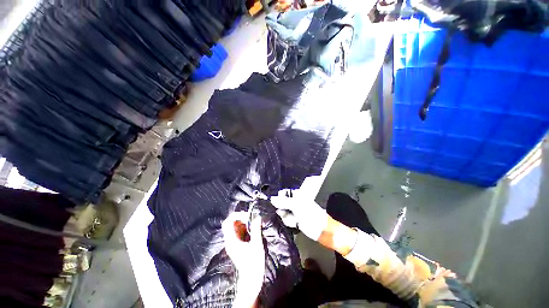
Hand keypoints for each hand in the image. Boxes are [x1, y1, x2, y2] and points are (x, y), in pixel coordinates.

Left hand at [222, 212, 264, 307]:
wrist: (251, 280)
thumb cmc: (254, 263)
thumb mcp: (257, 245)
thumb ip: (256, 230)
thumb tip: (257, 217)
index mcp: (231, 241)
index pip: (228, 222)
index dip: (236, 215)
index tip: (247, 216)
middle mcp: (229, 241)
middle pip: (229, 223)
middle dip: (239, 218)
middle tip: (249, 218)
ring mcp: (232, 243)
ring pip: (233, 227)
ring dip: (242, 222)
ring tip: (252, 223)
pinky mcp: (236, 245)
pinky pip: (237, 232)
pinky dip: (243, 227)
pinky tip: (251, 229)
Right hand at [270, 190, 328, 240]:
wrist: (323, 232)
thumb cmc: (312, 216)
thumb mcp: (296, 206)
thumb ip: (283, 202)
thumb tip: (272, 199)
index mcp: (298, 195)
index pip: (284, 193)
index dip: (279, 197)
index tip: (276, 203)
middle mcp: (296, 202)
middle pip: (282, 203)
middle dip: (282, 209)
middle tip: (287, 213)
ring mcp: (296, 211)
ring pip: (284, 212)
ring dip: (286, 217)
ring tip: (294, 220)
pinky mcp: (295, 220)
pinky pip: (287, 219)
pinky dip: (289, 222)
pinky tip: (295, 223)